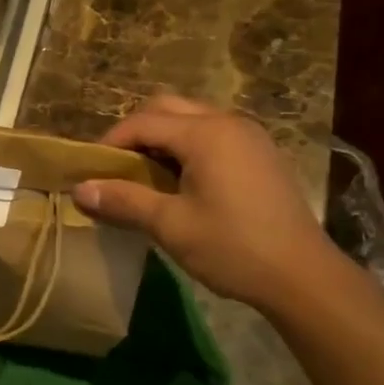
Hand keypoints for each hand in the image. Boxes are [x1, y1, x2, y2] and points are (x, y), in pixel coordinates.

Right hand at [72, 95, 338, 310]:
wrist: (303, 276)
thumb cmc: (233, 248)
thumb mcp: (171, 225)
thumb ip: (124, 200)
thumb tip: (79, 190)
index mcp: (205, 133)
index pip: (142, 122)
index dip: (111, 142)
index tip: (91, 169)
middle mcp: (227, 122)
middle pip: (167, 108)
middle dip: (136, 132)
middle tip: (118, 167)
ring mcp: (249, 135)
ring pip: (192, 118)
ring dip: (163, 137)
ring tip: (146, 175)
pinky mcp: (261, 153)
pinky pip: (213, 133)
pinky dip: (188, 146)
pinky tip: (183, 181)